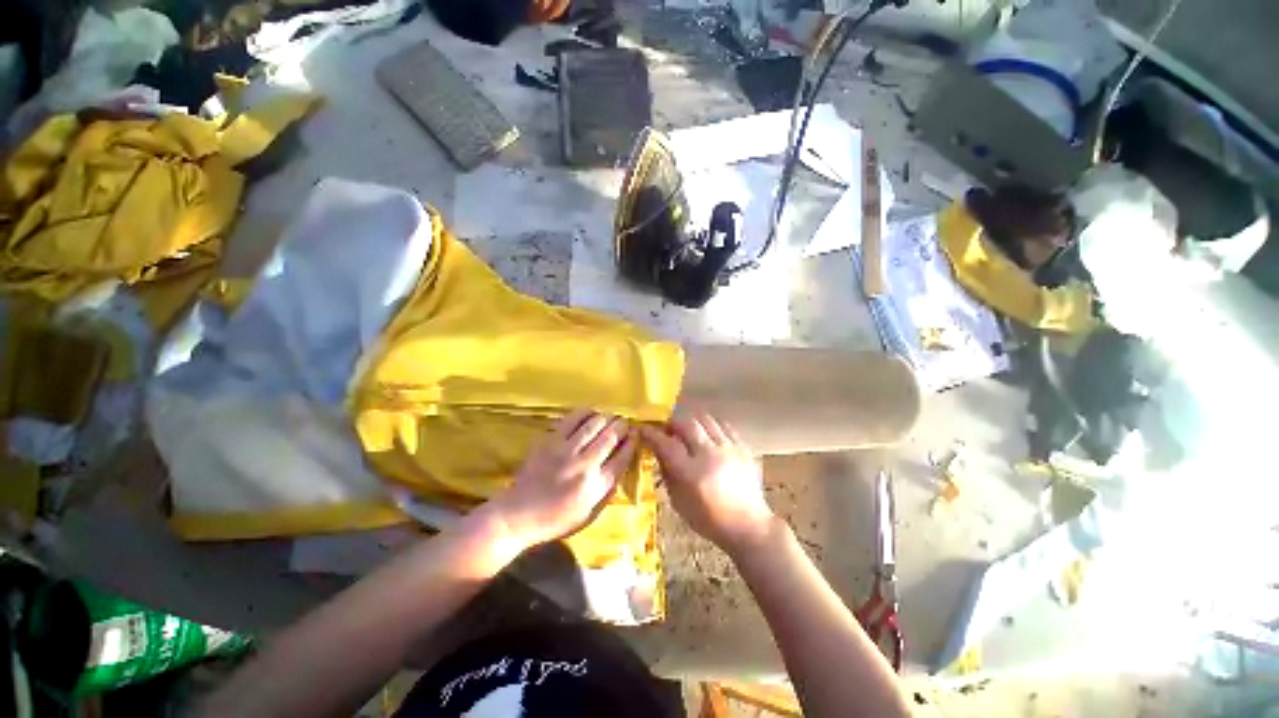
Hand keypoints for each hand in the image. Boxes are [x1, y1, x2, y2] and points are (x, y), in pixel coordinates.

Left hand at [488, 410, 636, 549]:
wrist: (518, 515)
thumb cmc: (556, 519)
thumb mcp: (589, 514)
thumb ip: (607, 490)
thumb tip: (621, 464)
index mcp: (595, 486)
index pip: (621, 458)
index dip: (632, 443)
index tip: (636, 434)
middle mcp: (584, 465)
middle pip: (610, 438)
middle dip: (621, 426)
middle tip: (624, 422)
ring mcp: (565, 451)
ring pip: (593, 425)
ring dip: (606, 418)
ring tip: (610, 416)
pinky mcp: (550, 441)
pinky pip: (572, 419)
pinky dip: (585, 413)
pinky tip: (591, 412)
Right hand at [640, 410, 777, 556]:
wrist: (748, 526)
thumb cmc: (708, 519)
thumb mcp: (678, 501)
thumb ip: (667, 473)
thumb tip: (657, 450)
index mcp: (691, 473)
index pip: (667, 444)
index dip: (652, 433)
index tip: (643, 428)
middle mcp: (710, 455)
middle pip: (686, 424)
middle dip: (672, 422)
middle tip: (667, 428)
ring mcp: (729, 449)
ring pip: (706, 419)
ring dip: (692, 421)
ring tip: (688, 430)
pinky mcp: (743, 447)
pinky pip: (724, 425)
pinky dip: (712, 426)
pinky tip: (708, 434)